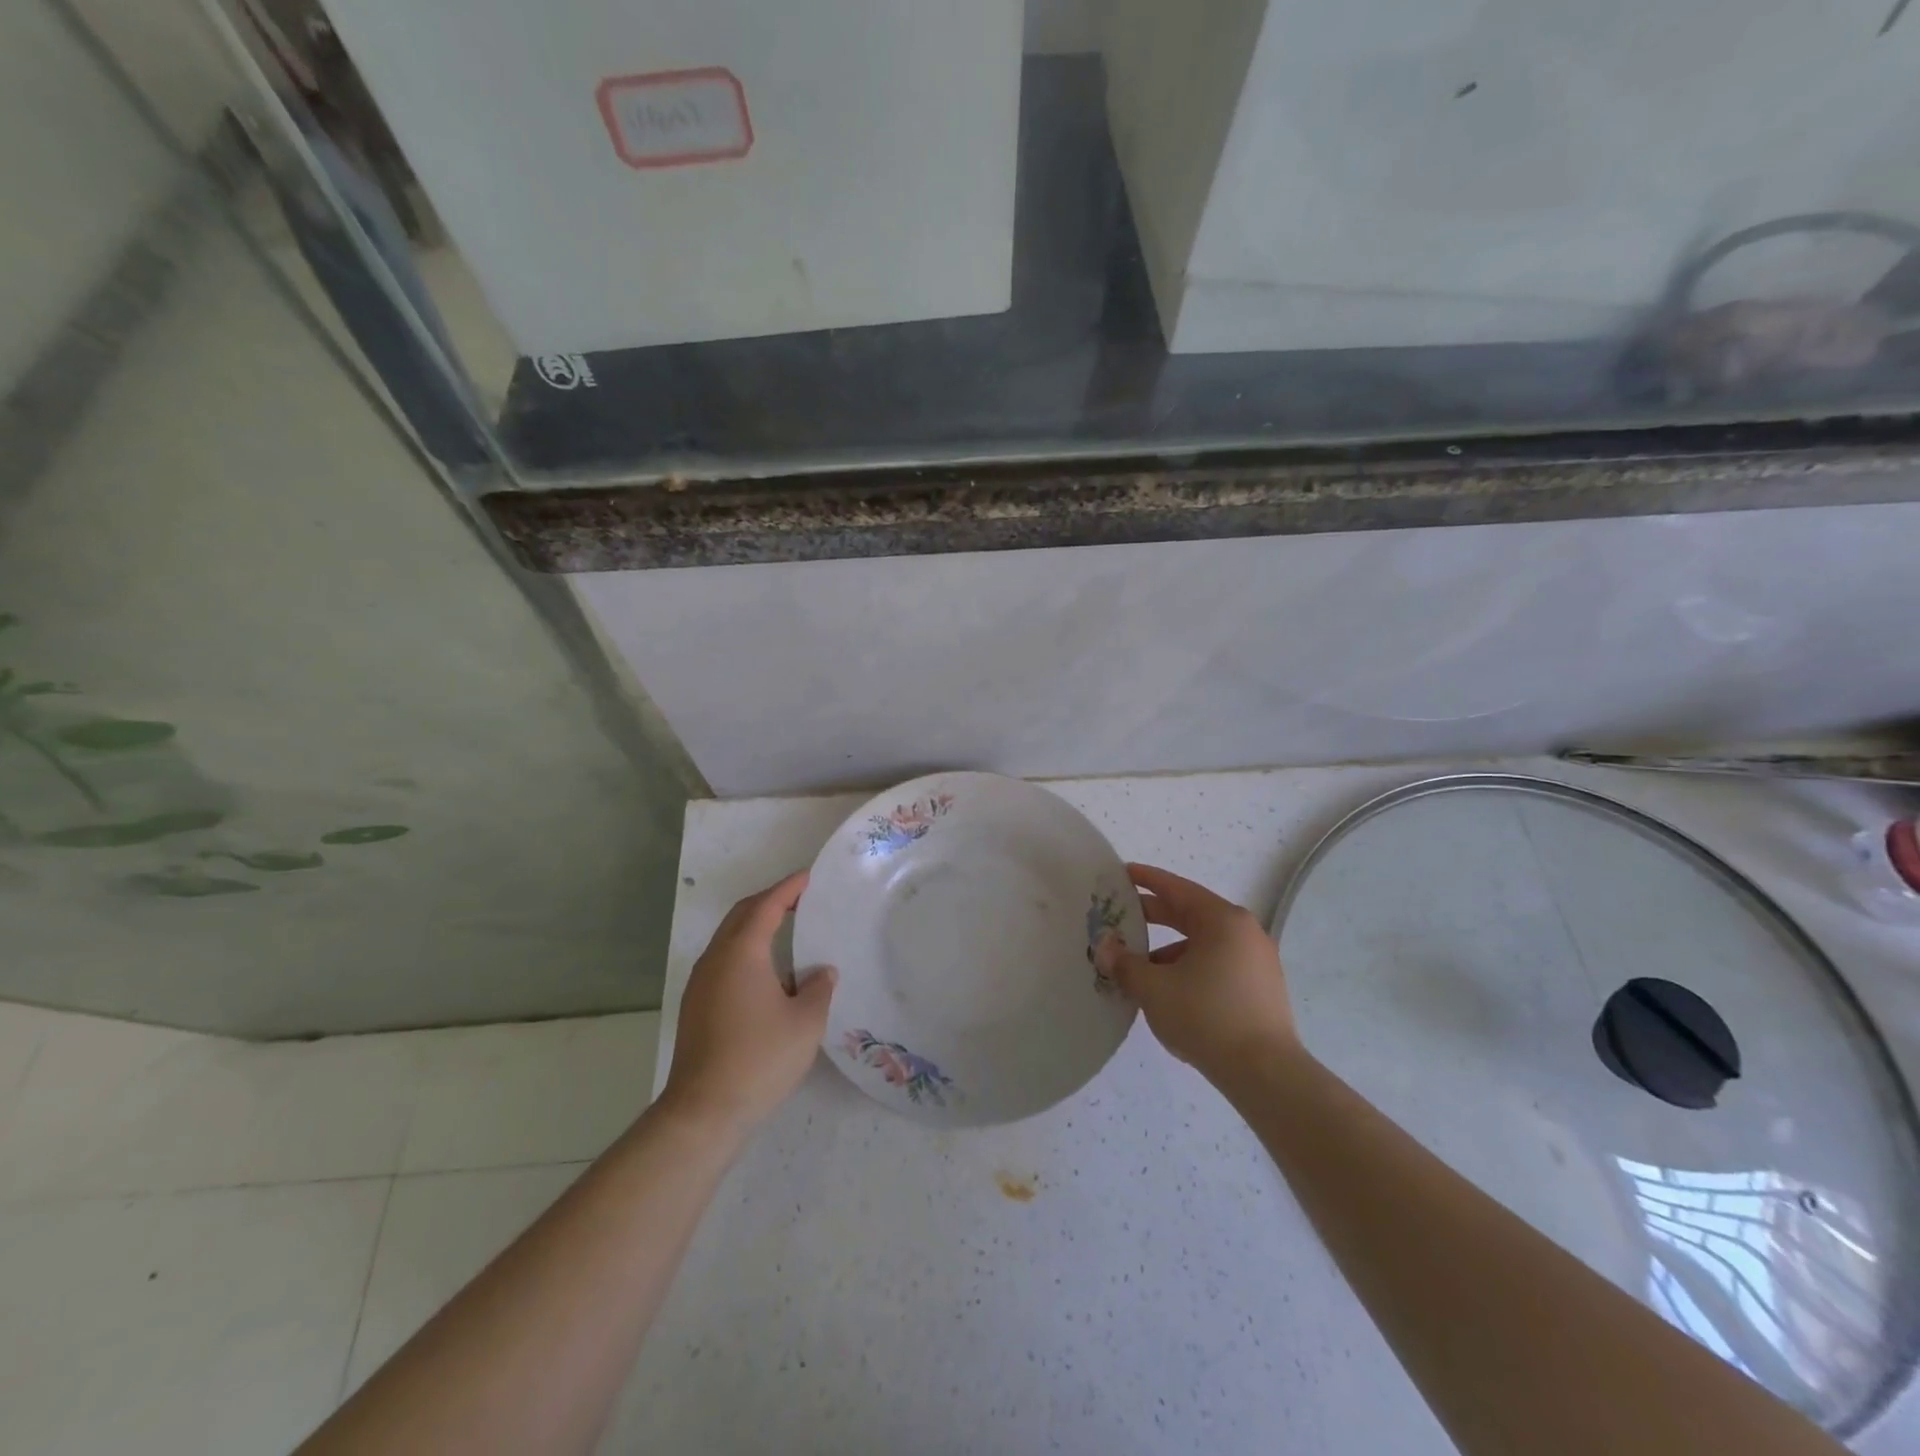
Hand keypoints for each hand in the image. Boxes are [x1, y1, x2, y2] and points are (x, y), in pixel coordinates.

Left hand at [659, 870, 836, 1133]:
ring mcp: (701, 983)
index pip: (766, 906)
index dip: (788, 888)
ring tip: (786, 930)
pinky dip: (746, 950)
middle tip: (799, 898)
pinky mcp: (696, 1006)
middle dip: (769, 901)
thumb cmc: (760, 1058)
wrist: (704, 1110)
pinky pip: (724, 961)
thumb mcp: (805, 1022)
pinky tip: (766, 972)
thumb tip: (821, 972)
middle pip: (741, 915)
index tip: (808, 877)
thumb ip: (818, 988)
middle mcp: (716, 959)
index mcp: (742, 952)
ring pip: (729, 938)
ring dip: (755, 926)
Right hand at [1095, 862, 1299, 1085]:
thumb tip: (1105, 948)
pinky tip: (1170, 991)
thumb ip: (1125, 963)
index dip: (1147, 880)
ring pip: (1204, 943)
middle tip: (1122, 916)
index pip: (1177, 889)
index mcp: (1222, 920)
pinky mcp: (1261, 989)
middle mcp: (1244, 932)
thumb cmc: (1206, 1016)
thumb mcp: (1154, 988)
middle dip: (1155, 915)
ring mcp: (1257, 961)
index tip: (1123, 873)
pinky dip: (1190, 967)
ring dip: (1169, 949)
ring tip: (1140, 967)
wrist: (1265, 1073)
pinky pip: (1217, 964)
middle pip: (1191, 914)